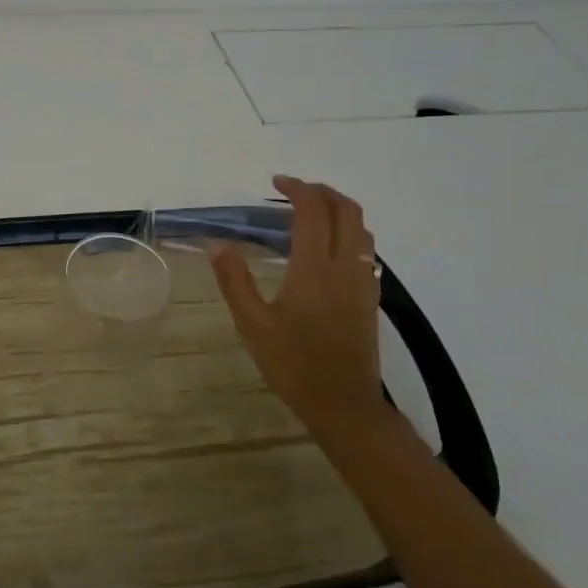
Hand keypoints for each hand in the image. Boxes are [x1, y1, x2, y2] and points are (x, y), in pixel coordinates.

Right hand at [212, 176, 387, 439]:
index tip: (276, 182)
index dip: (297, 188)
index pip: (313, 211)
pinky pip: (366, 248)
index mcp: (314, 268)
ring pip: (361, 227)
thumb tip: (217, 245)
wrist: (343, 404)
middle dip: (321, 191)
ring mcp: (363, 280)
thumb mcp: (252, 324)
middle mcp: (344, 266)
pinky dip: (349, 231)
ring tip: (310, 212)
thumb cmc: (293, 364)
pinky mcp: (370, 296)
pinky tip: (327, 247)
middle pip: (346, 210)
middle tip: (293, 190)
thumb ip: (234, 281)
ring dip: (339, 208)